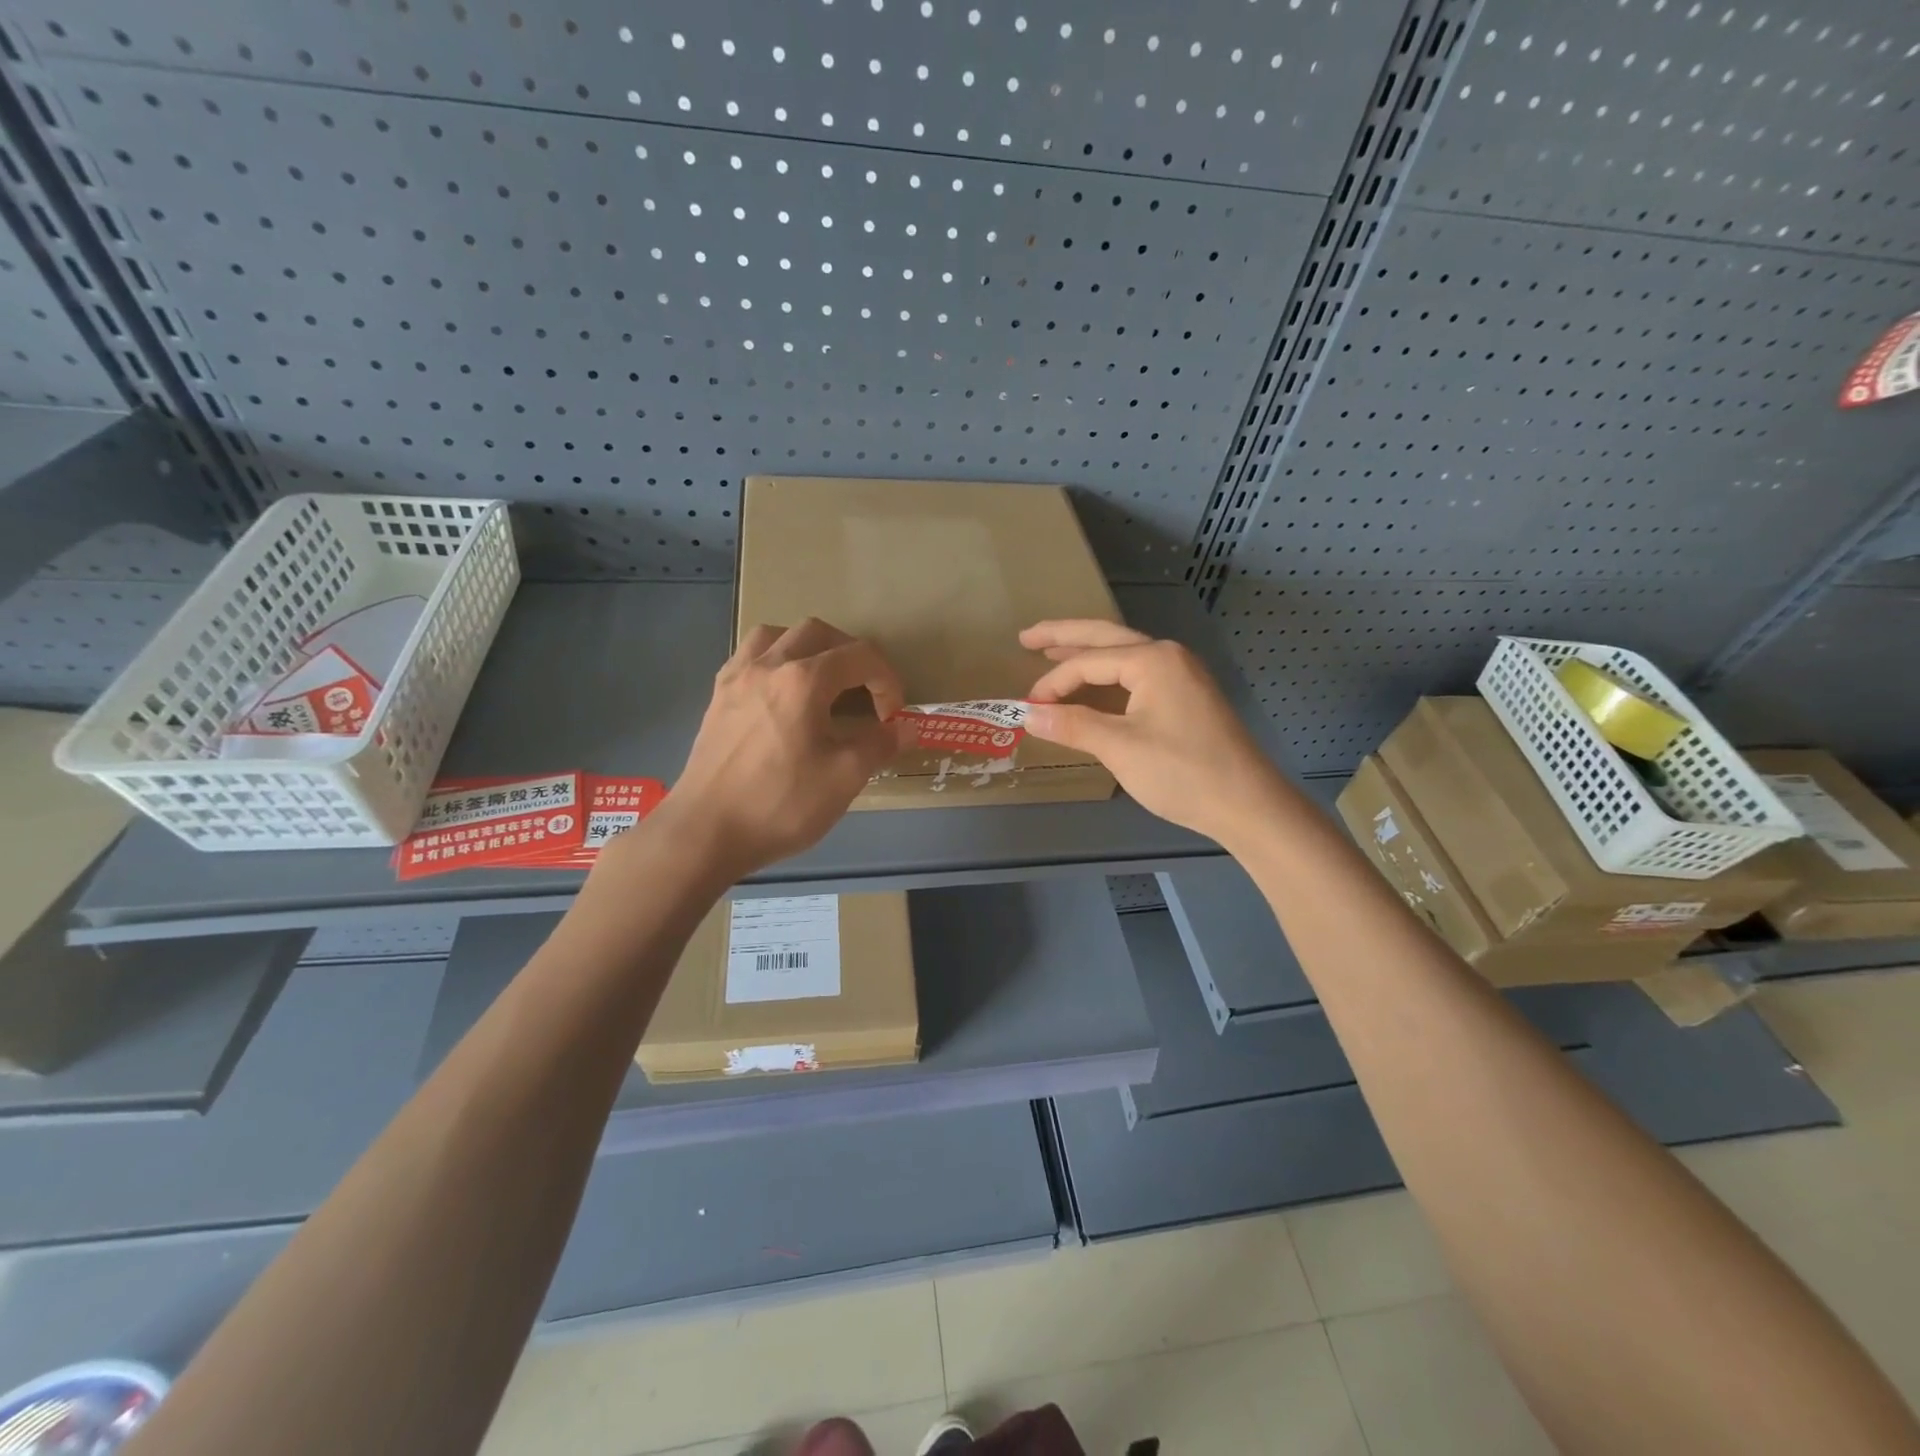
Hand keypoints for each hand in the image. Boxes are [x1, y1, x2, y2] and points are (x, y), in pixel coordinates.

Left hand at [635, 619, 913, 880]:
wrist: (705, 832)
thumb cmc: (780, 803)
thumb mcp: (844, 778)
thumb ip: (880, 744)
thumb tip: (907, 727)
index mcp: (803, 680)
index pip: (859, 657)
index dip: (887, 681)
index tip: (893, 715)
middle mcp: (768, 665)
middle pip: (818, 632)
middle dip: (851, 654)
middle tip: (864, 690)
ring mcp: (737, 678)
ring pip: (777, 634)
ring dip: (808, 647)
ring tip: (822, 680)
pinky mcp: (717, 697)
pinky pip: (749, 656)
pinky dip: (775, 660)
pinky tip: (781, 693)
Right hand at [1020, 619, 1288, 848]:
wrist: (1247, 804)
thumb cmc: (1182, 772)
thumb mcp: (1120, 748)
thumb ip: (1072, 725)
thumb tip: (1027, 714)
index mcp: (1153, 659)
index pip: (1088, 661)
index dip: (1053, 683)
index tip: (1028, 708)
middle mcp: (1168, 656)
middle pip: (1106, 637)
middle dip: (1064, 636)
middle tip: (1026, 637)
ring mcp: (1182, 675)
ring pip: (1124, 654)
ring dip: (1087, 654)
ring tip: (1051, 652)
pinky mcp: (1187, 697)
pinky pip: (1138, 675)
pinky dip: (1108, 675)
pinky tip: (1094, 685)